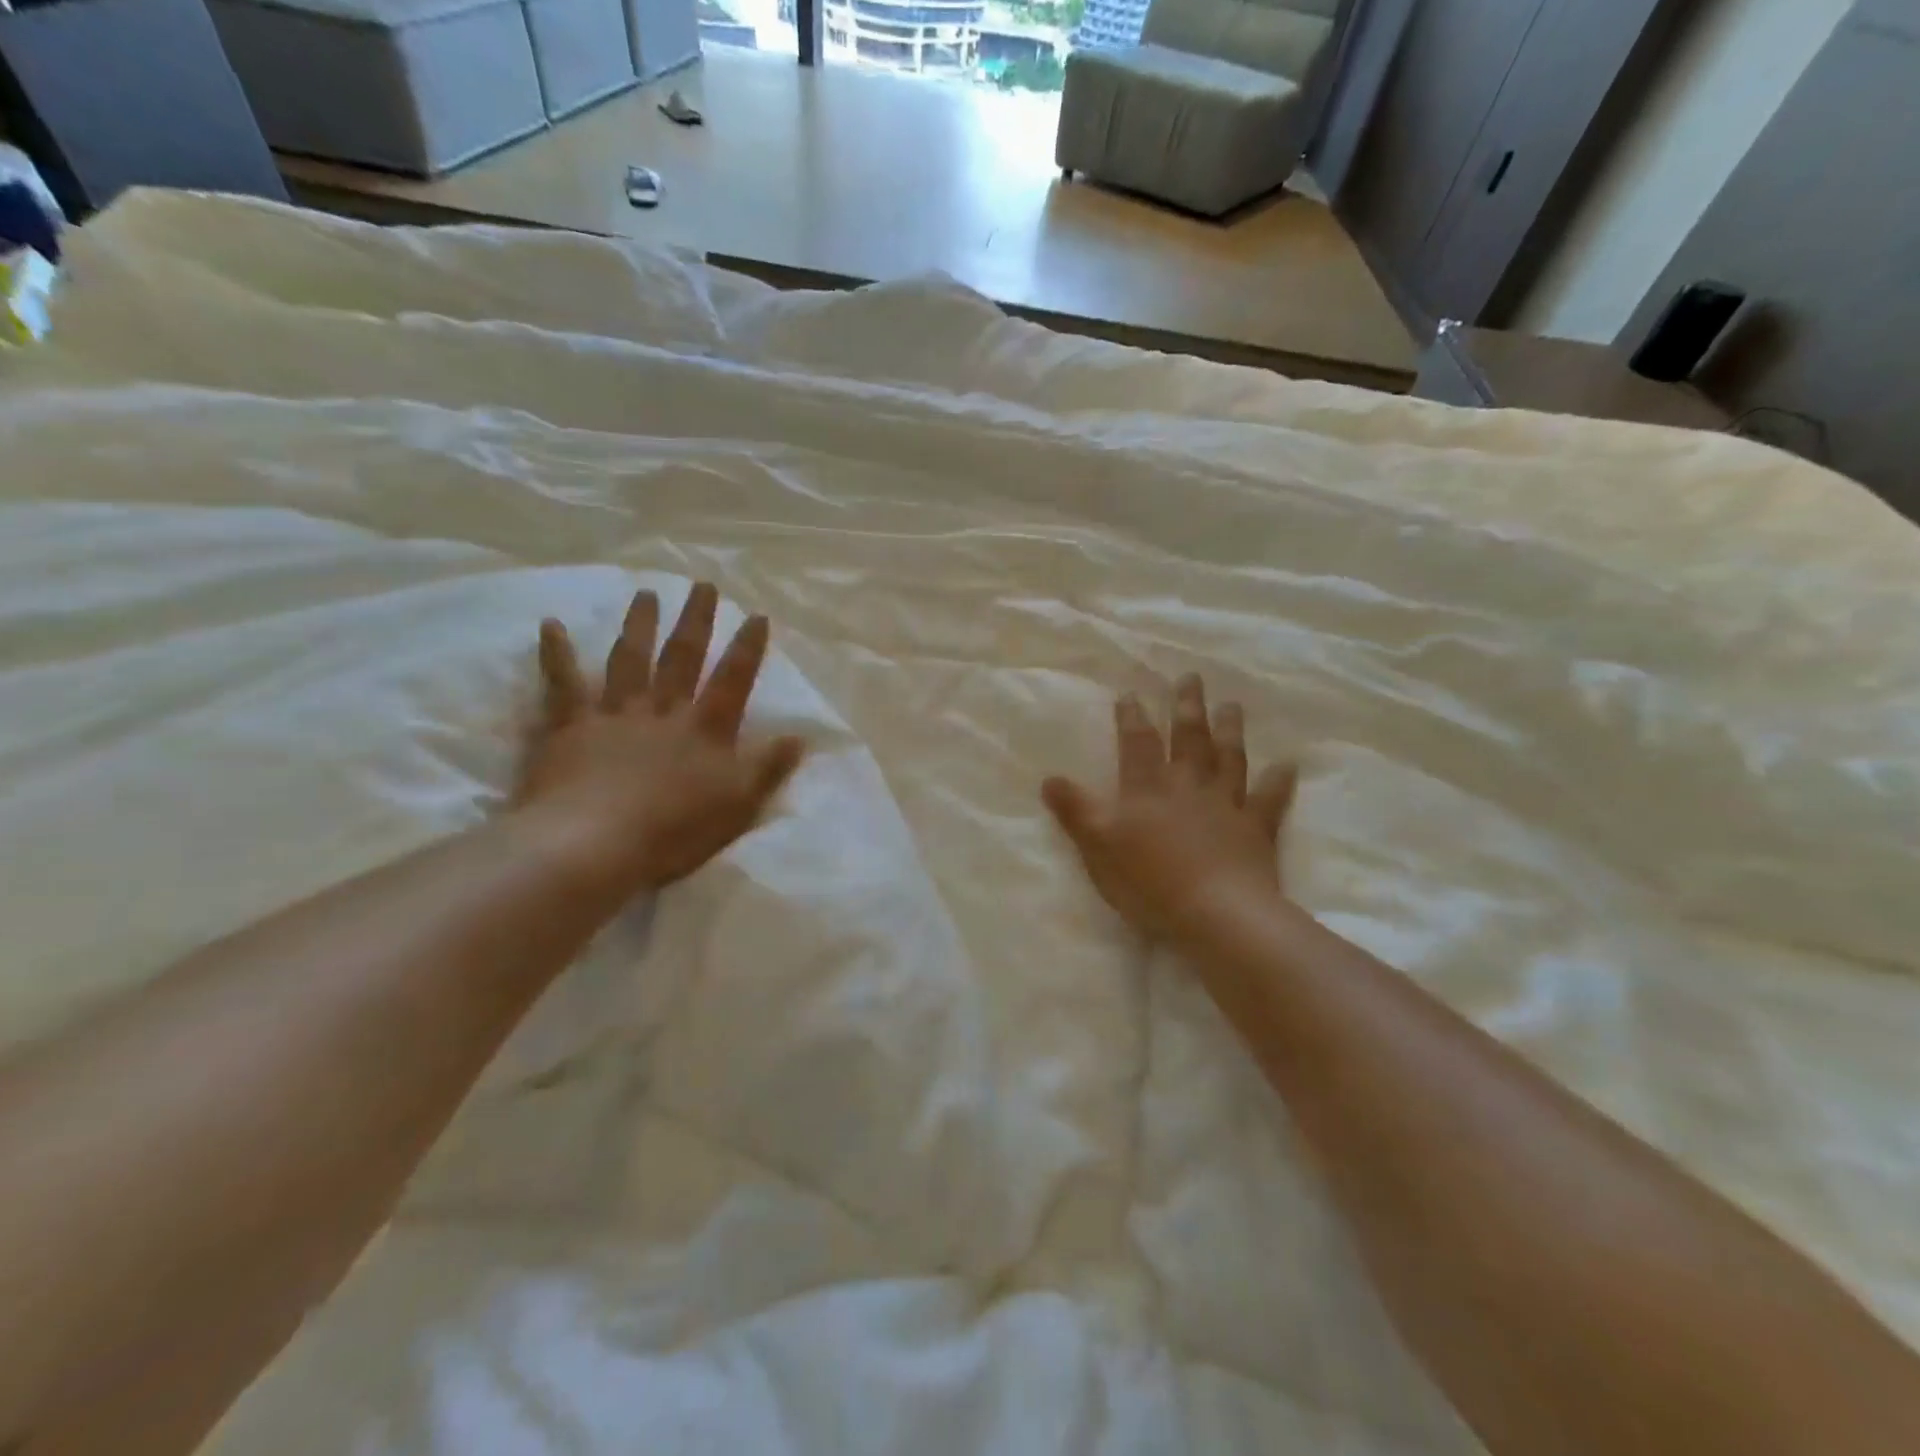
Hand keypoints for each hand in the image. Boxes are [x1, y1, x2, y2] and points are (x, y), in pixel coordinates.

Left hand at [516, 582, 803, 895]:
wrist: (594, 844)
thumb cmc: (675, 830)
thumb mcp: (739, 804)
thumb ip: (768, 767)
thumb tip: (800, 737)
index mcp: (705, 729)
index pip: (733, 679)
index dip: (747, 648)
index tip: (756, 615)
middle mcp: (662, 711)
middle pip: (682, 658)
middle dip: (696, 621)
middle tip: (702, 585)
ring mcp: (614, 715)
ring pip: (629, 660)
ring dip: (639, 625)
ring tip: (646, 593)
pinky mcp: (571, 728)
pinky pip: (562, 685)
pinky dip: (557, 654)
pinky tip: (550, 625)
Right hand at [1042, 676, 1296, 940]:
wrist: (1214, 912)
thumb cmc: (1149, 880)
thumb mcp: (1097, 846)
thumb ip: (1076, 810)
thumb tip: (1049, 778)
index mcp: (1148, 789)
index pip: (1138, 743)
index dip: (1132, 717)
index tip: (1131, 694)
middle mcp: (1188, 786)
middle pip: (1189, 738)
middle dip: (1187, 706)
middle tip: (1191, 678)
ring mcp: (1226, 805)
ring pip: (1229, 758)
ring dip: (1230, 730)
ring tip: (1232, 705)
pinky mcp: (1256, 829)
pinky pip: (1269, 800)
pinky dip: (1279, 782)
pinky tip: (1287, 765)